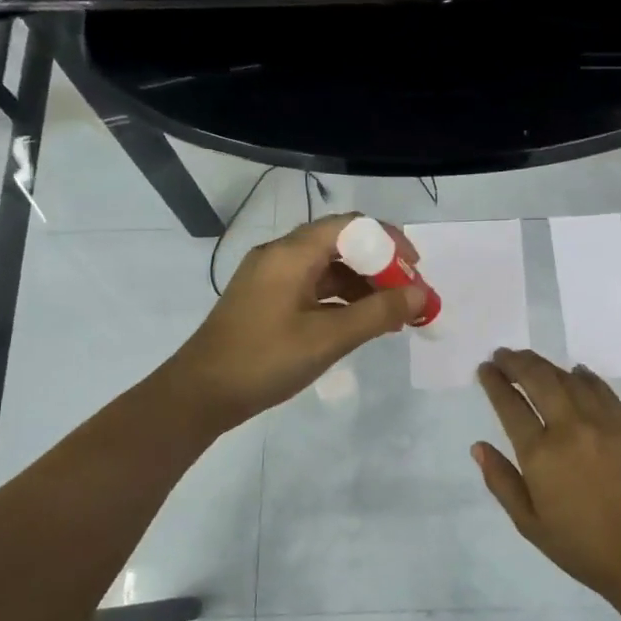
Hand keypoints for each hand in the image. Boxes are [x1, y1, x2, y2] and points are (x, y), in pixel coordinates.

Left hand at [167, 213, 425, 432]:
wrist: (199, 394)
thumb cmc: (265, 360)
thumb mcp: (329, 338)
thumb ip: (378, 313)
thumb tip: (421, 295)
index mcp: (292, 253)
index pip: (351, 225)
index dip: (389, 241)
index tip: (415, 270)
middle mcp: (280, 254)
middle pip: (340, 243)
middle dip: (379, 265)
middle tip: (408, 293)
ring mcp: (270, 277)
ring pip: (327, 267)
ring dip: (362, 285)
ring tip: (391, 314)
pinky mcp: (266, 299)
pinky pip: (312, 287)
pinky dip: (340, 299)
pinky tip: (359, 323)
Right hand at [473, 348, 620, 605]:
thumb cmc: (582, 547)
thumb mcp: (530, 524)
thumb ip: (501, 481)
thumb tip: (478, 446)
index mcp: (540, 454)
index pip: (511, 405)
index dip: (495, 382)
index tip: (485, 369)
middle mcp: (569, 428)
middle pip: (539, 380)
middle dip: (516, 362)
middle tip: (502, 354)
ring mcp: (603, 423)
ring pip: (569, 379)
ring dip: (546, 365)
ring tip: (531, 360)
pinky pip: (603, 390)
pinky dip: (585, 377)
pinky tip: (576, 372)